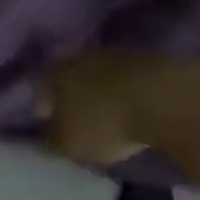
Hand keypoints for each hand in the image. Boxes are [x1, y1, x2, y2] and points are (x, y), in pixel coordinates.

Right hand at [39, 49, 193, 166]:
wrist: (161, 97)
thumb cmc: (104, 122)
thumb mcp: (70, 144)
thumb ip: (51, 141)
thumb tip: (42, 136)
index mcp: (51, 74)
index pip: (38, 95)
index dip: (43, 115)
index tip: (51, 132)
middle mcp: (73, 57)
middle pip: (66, 82)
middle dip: (69, 100)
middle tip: (77, 124)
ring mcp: (107, 54)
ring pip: (93, 77)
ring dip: (96, 95)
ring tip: (105, 118)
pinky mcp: (137, 59)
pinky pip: (119, 80)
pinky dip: (119, 93)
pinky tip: (128, 110)